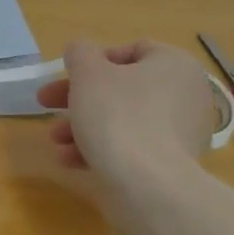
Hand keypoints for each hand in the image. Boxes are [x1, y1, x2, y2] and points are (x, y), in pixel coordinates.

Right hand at [35, 38, 212, 176]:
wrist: (147, 184)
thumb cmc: (117, 114)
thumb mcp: (87, 72)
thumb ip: (80, 53)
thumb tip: (82, 52)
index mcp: (175, 65)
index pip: (133, 50)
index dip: (95, 60)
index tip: (69, 75)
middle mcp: (186, 96)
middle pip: (121, 88)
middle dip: (78, 98)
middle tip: (46, 105)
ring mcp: (182, 133)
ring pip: (122, 120)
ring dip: (83, 126)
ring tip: (57, 141)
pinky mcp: (172, 164)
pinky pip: (131, 147)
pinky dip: (101, 148)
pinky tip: (71, 160)